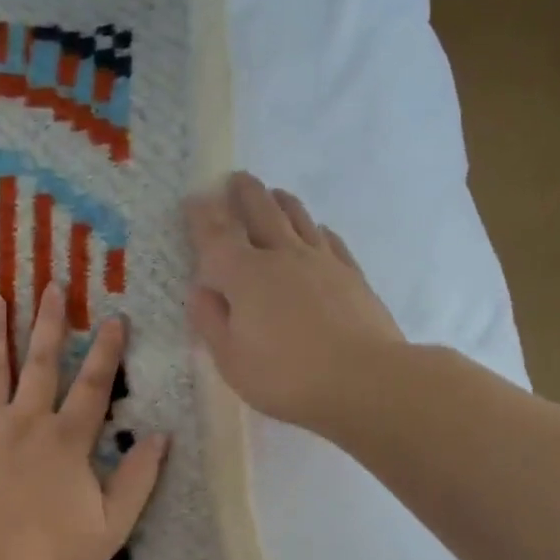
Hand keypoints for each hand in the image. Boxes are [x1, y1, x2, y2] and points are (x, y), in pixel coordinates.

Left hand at [0, 284, 168, 559]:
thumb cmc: (50, 554)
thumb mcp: (112, 526)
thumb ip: (138, 480)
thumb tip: (161, 437)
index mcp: (68, 441)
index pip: (94, 386)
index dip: (106, 351)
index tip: (114, 318)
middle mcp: (28, 421)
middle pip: (41, 363)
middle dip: (49, 323)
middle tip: (51, 285)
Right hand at [185, 171, 403, 433]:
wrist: (365, 381)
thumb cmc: (286, 376)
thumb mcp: (231, 359)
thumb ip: (211, 321)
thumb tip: (200, 289)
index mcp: (245, 275)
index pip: (216, 236)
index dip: (201, 216)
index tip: (193, 199)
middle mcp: (282, 256)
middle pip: (261, 213)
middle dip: (245, 194)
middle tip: (236, 179)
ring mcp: (321, 262)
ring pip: (298, 219)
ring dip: (281, 202)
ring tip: (274, 193)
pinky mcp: (351, 275)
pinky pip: (330, 240)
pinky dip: (318, 229)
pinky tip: (319, 230)